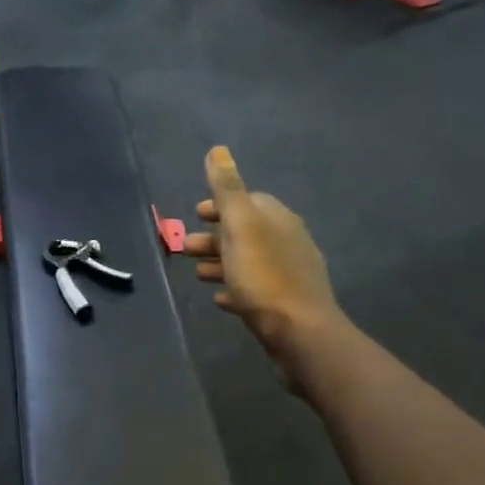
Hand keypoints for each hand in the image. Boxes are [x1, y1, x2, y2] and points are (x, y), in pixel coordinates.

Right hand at [182, 146, 343, 388]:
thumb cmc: (265, 277)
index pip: (249, 201)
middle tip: (184, 247)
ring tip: (195, 273)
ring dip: (220, 263)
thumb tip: (218, 150)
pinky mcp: (285, 306)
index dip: (221, 204)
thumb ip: (227, 189)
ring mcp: (289, 276)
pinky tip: (220, 299)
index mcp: (279, 220)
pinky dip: (235, 289)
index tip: (196, 213)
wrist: (300, 334)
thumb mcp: (241, 227)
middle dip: (214, 236)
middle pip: (246, 233)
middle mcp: (288, 243)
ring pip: (248, 262)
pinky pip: (255, 291)